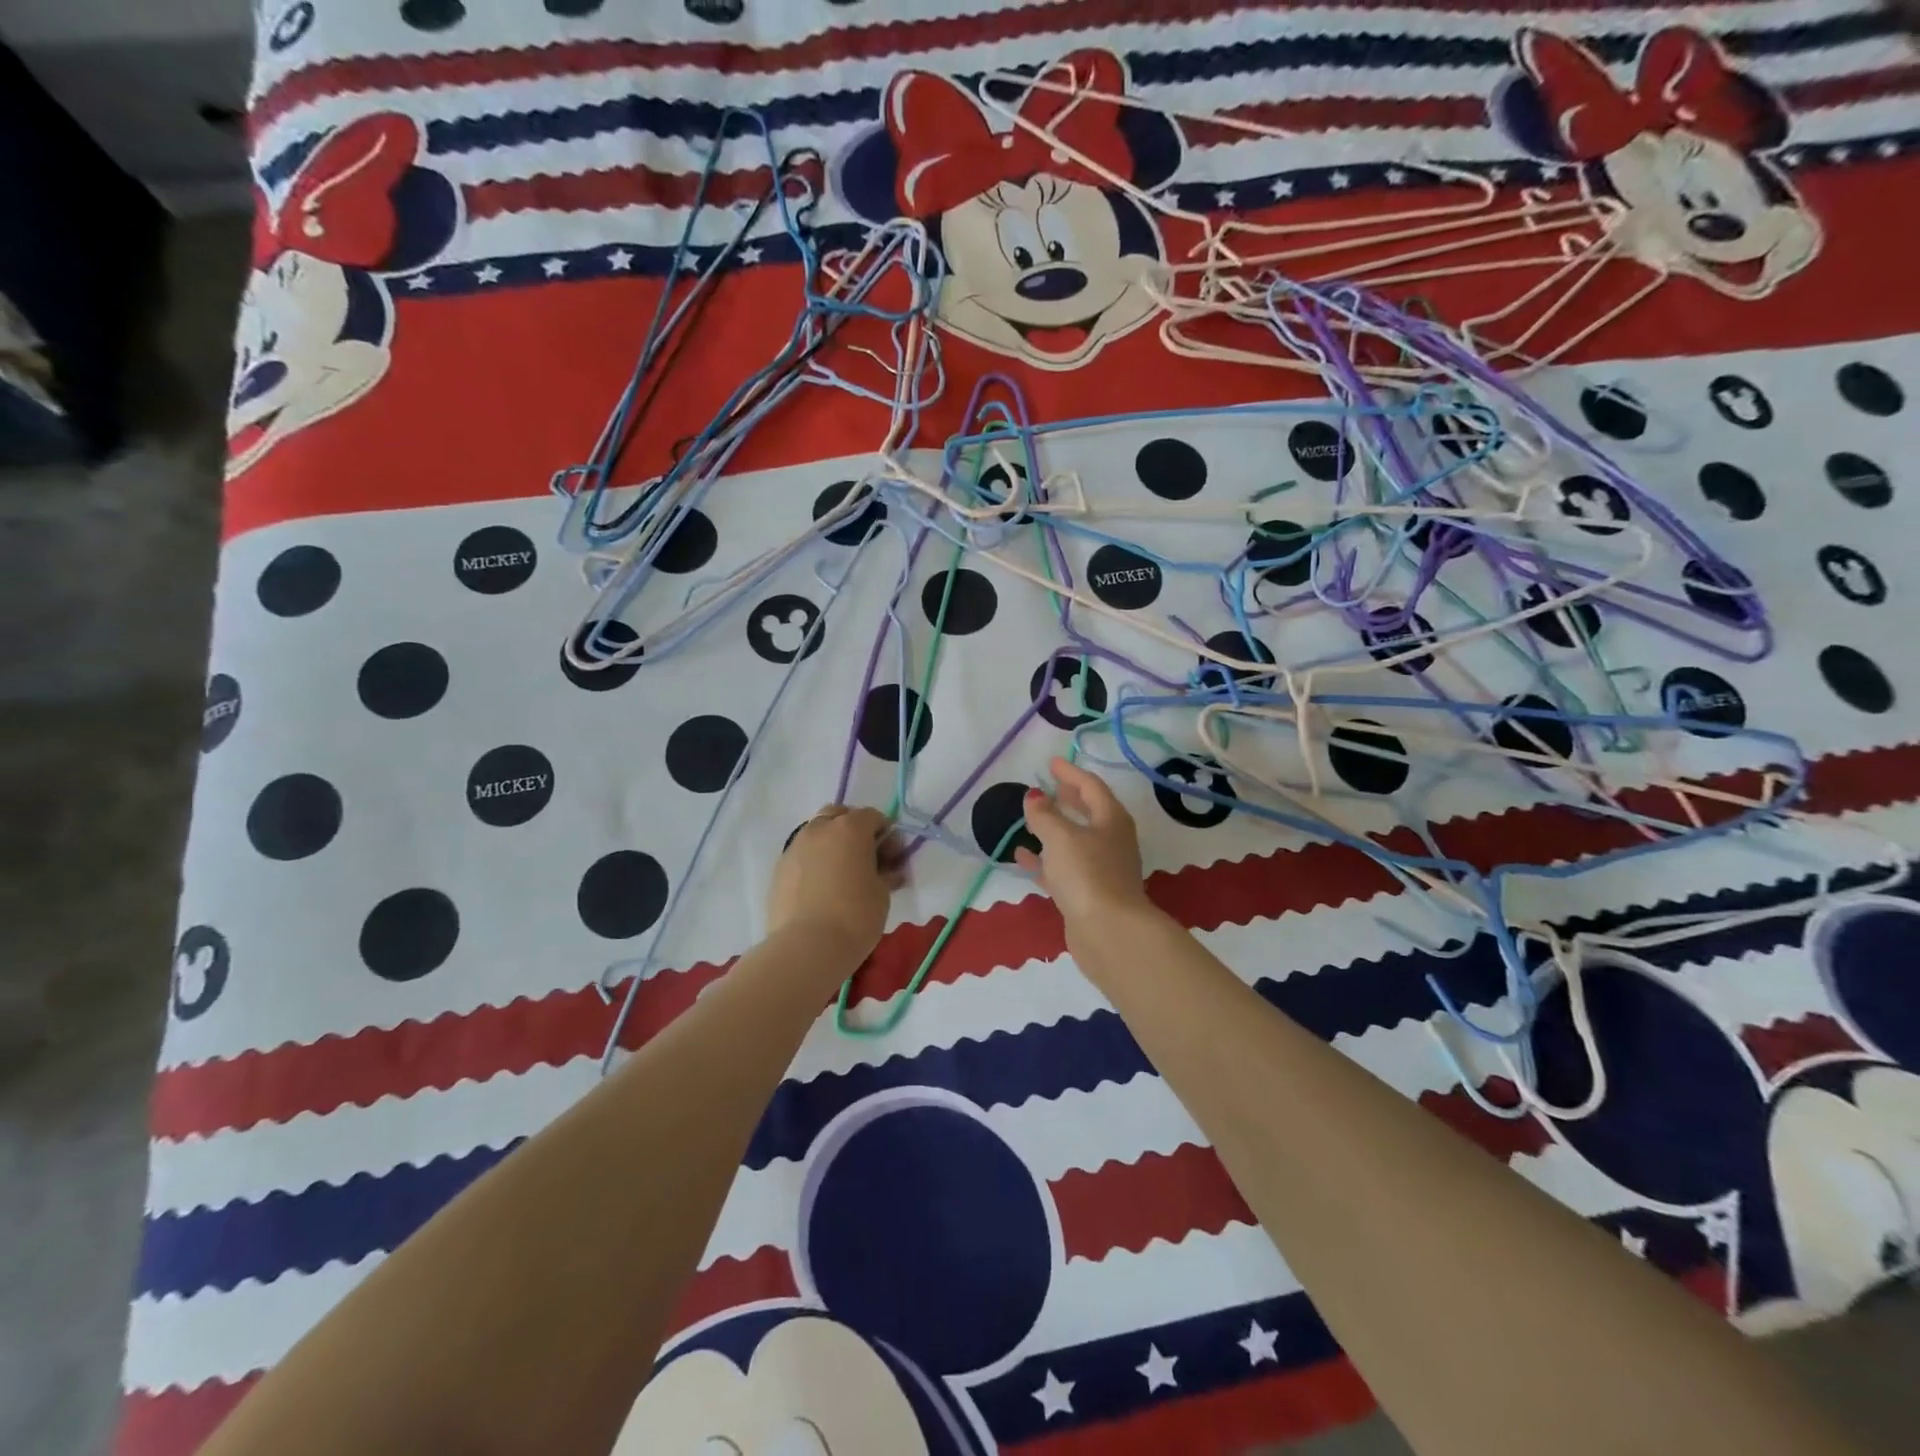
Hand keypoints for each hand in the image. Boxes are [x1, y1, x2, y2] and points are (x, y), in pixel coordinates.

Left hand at [769, 806, 905, 962]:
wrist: (807, 947)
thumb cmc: (855, 915)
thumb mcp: (882, 893)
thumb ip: (885, 872)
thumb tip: (886, 869)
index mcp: (850, 828)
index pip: (873, 816)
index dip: (886, 834)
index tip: (892, 857)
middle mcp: (820, 829)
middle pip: (839, 816)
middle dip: (854, 830)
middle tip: (865, 858)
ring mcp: (795, 847)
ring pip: (816, 833)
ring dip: (831, 845)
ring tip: (840, 874)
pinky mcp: (779, 869)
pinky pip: (801, 855)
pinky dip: (813, 862)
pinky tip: (820, 888)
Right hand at [1017, 757, 1150, 926]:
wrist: (1108, 932)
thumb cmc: (1087, 873)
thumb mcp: (1060, 836)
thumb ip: (1044, 814)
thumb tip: (1034, 796)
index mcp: (1111, 819)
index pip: (1091, 786)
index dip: (1070, 773)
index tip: (1052, 762)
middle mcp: (1111, 841)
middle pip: (1089, 812)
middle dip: (1068, 799)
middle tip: (1048, 788)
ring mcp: (1101, 869)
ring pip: (1075, 841)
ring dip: (1054, 829)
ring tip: (1031, 819)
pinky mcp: (1088, 894)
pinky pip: (1063, 867)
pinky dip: (1045, 859)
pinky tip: (1022, 856)